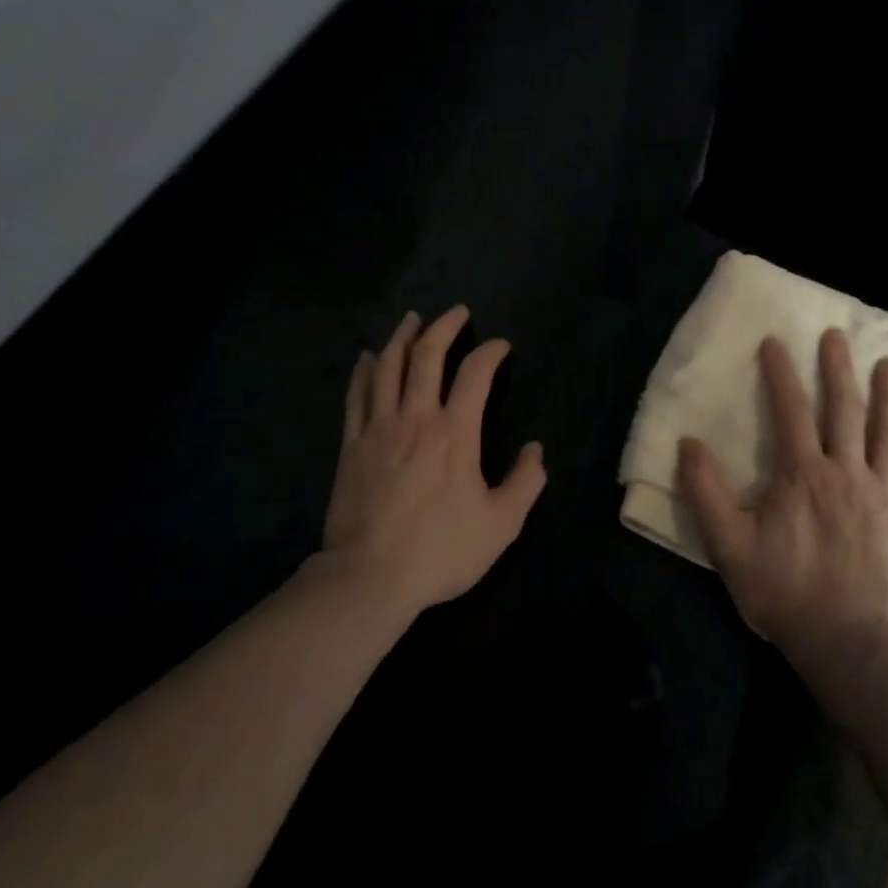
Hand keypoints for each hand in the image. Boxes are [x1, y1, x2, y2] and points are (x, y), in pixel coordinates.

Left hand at [320, 307, 546, 614]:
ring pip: (388, 367)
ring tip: (412, 320)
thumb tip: (536, 450)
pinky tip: (367, 358)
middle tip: (456, 311)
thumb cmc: (441, 550)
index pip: (475, 374)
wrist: (370, 576)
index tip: (500, 345)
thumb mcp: (501, 524)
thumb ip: (525, 483)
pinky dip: (364, 371)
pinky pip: (357, 395)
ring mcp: (378, 427)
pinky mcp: (351, 444)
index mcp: (455, 432)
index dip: (490, 352)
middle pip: (427, 356)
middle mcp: (416, 417)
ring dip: (402, 338)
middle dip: (444, 327)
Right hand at [677, 331, 887, 658]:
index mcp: (802, 474)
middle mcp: (847, 473)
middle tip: (838, 336)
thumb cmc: (783, 591)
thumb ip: (706, 492)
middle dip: (839, 370)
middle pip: (845, 410)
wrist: (846, 644)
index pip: (790, 411)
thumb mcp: (728, 545)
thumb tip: (688, 443)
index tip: (775, 342)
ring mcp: (886, 497)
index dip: (781, 374)